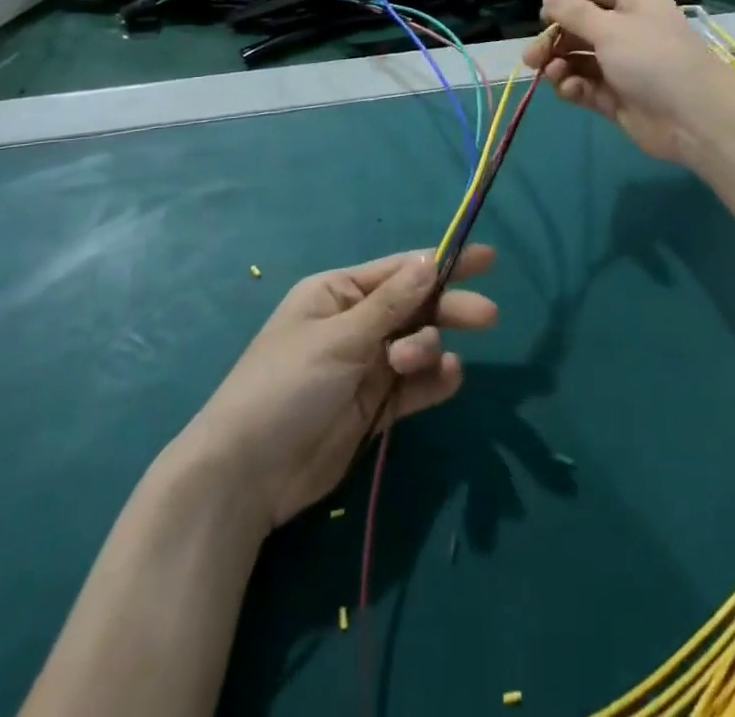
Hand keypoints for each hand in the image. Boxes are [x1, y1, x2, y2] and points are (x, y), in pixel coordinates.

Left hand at [178, 247, 497, 528]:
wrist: (247, 475)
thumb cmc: (285, 386)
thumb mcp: (339, 338)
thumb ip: (392, 304)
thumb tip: (429, 261)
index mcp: (338, 293)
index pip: (399, 270)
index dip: (443, 262)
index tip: (487, 259)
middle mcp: (356, 323)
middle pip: (415, 306)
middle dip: (448, 308)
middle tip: (488, 316)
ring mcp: (366, 366)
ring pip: (417, 344)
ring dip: (426, 349)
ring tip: (409, 366)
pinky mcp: (374, 407)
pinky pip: (415, 385)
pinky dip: (432, 380)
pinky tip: (446, 380)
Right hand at [522, 0, 734, 164]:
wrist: (693, 118)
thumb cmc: (652, 59)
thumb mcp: (610, 28)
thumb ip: (574, 12)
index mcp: (633, 3)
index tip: (546, 10)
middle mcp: (627, 30)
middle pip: (580, 24)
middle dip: (554, 37)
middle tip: (532, 55)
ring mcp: (622, 65)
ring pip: (579, 58)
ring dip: (560, 64)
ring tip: (550, 74)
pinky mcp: (617, 97)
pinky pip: (587, 86)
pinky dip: (574, 86)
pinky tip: (569, 90)